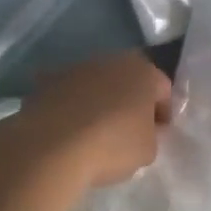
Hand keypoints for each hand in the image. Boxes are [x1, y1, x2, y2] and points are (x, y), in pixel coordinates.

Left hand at [12, 50, 171, 188]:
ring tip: (95, 129)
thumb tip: (146, 128)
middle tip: (129, 128)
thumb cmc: (111, 145)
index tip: (158, 133)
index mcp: (143, 72)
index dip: (163, 113)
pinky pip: (69, 92)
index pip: (163, 89)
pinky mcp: (47, 80)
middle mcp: (111, 60)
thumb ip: (152, 134)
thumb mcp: (148, 150)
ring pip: (96, 82)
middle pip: (128, 79)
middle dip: (130, 100)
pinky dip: (71, 105)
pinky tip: (69, 129)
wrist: (52, 146)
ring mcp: (76, 67)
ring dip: (100, 99)